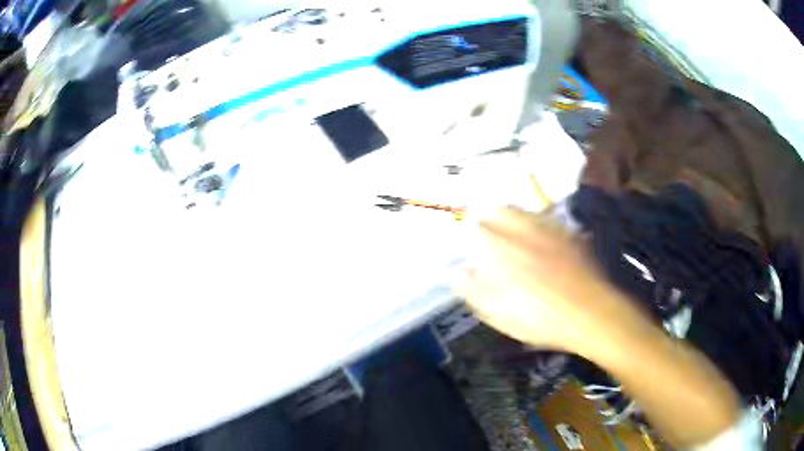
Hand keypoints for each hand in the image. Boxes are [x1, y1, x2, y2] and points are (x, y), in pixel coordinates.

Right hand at [456, 207, 628, 357]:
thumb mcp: (503, 316)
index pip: (477, 229)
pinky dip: (533, 222)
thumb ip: (476, 292)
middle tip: (485, 228)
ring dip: (510, 215)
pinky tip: (536, 236)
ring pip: (523, 211)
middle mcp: (524, 233)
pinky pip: (545, 218)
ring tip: (508, 230)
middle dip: (488, 215)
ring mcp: (549, 230)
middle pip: (499, 210)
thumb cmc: (543, 321)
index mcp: (503, 253)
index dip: (469, 232)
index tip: (467, 240)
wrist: (592, 314)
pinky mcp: (568, 234)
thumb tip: (457, 272)